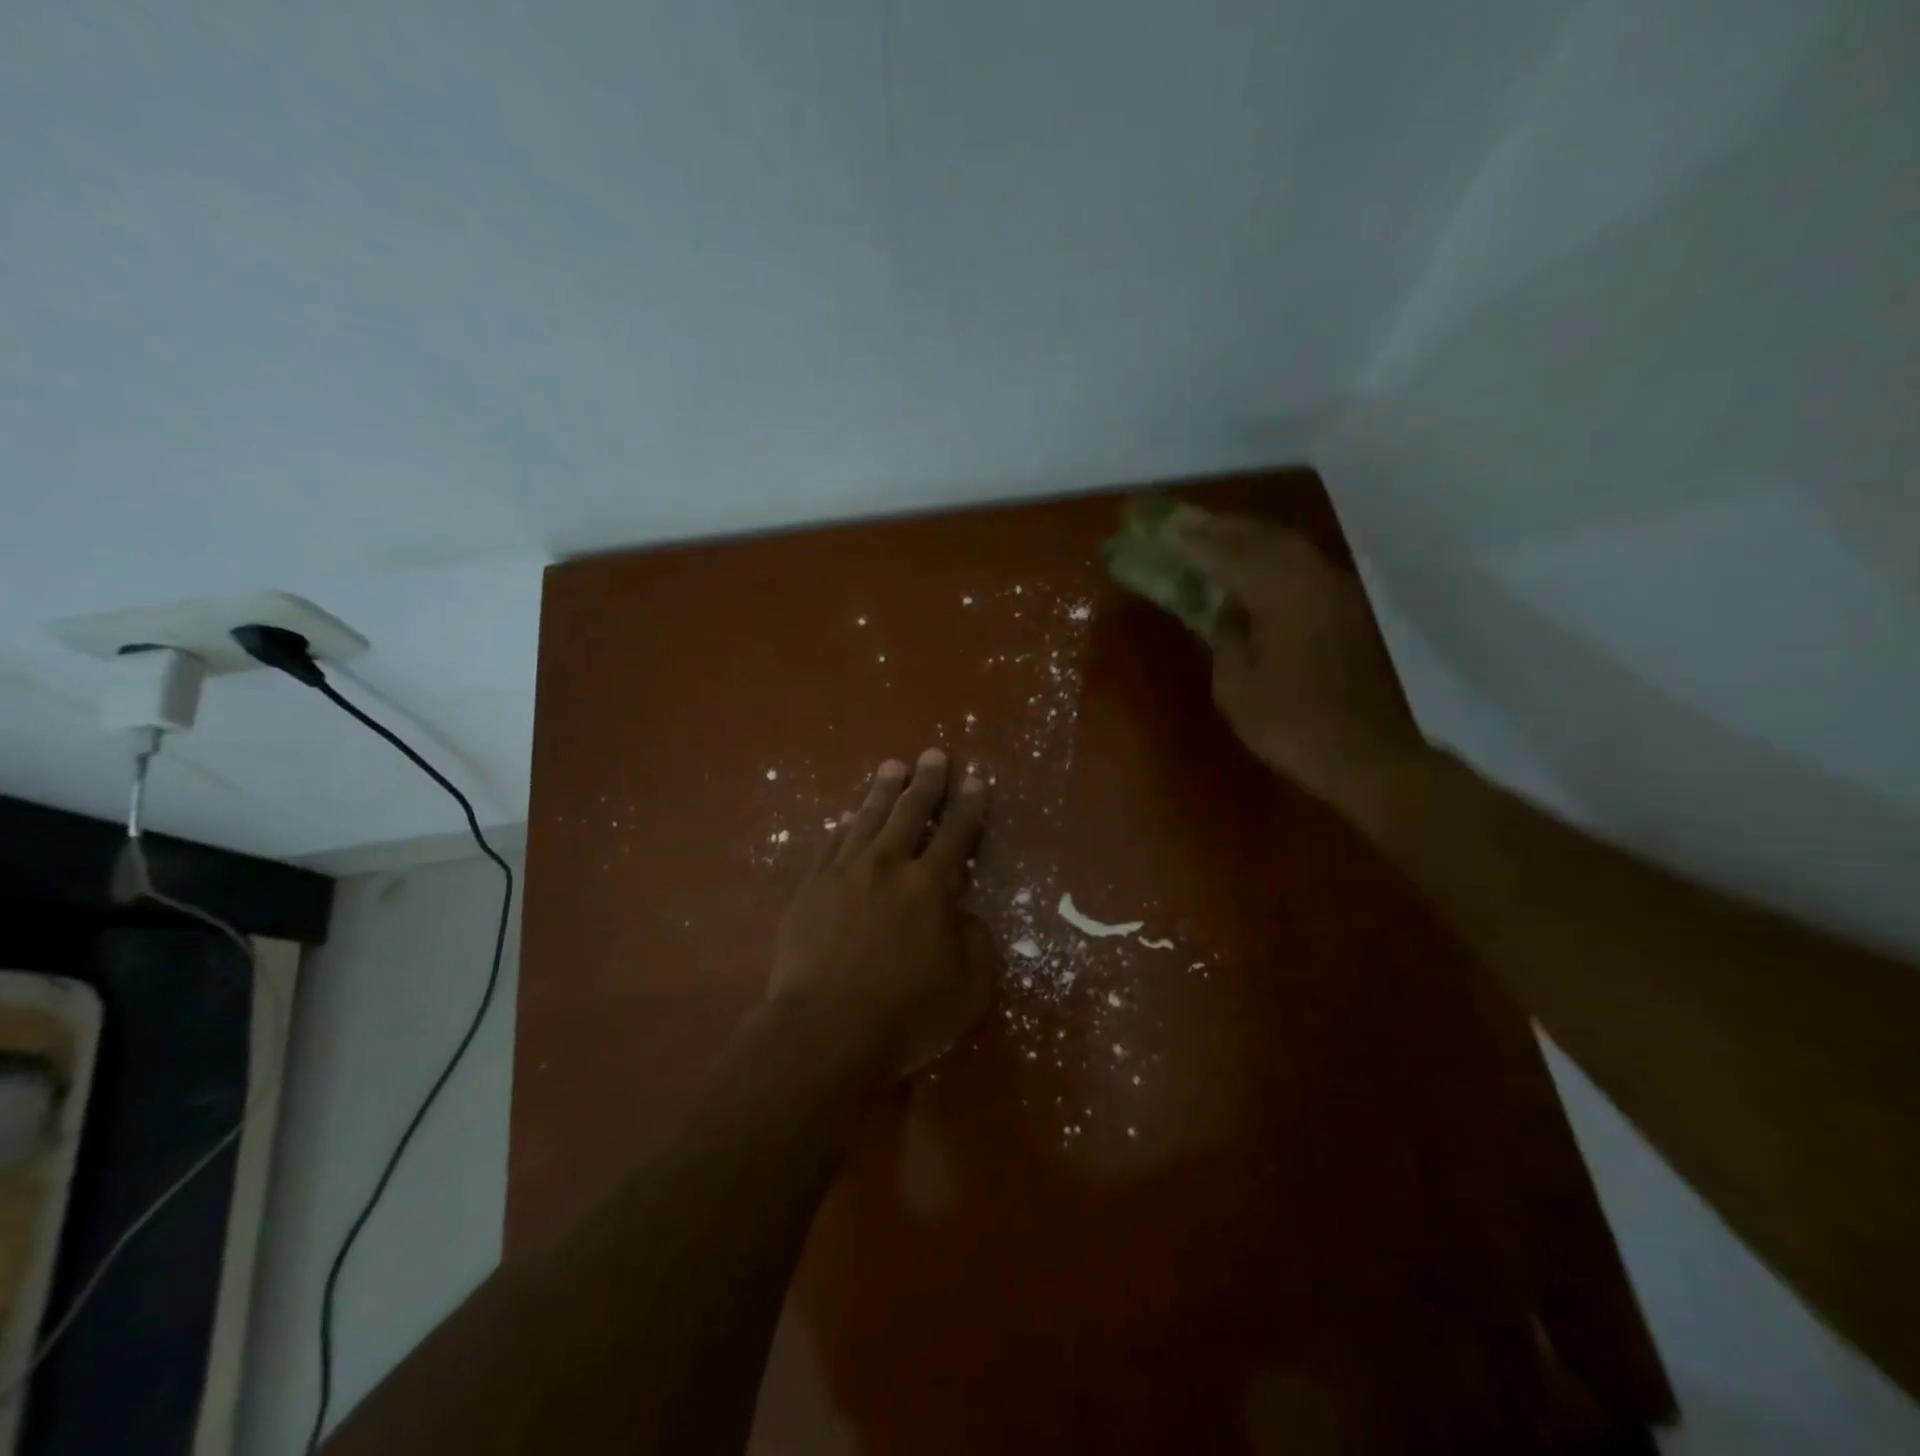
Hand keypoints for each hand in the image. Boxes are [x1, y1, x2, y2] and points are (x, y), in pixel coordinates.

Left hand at [770, 751, 997, 1076]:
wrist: (825, 1030)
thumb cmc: (906, 1013)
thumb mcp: (970, 988)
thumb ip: (977, 943)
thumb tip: (966, 915)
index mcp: (931, 886)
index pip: (957, 834)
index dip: (969, 805)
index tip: (974, 778)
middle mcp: (888, 866)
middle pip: (910, 813)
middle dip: (926, 782)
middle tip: (932, 755)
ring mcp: (843, 873)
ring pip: (867, 819)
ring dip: (883, 792)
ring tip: (892, 767)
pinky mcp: (810, 888)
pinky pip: (830, 845)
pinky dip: (843, 827)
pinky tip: (846, 819)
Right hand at [1169, 512, 1429, 807]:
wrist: (1361, 752)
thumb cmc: (1289, 723)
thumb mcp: (1236, 687)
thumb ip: (1225, 638)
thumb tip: (1223, 612)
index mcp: (1282, 596)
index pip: (1230, 556)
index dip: (1195, 543)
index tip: (1165, 530)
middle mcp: (1312, 581)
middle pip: (1264, 538)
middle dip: (1224, 528)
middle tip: (1187, 523)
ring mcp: (1334, 592)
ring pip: (1288, 547)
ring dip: (1250, 537)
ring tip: (1216, 535)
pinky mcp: (1344, 610)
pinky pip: (1301, 566)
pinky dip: (1272, 557)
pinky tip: (1253, 566)